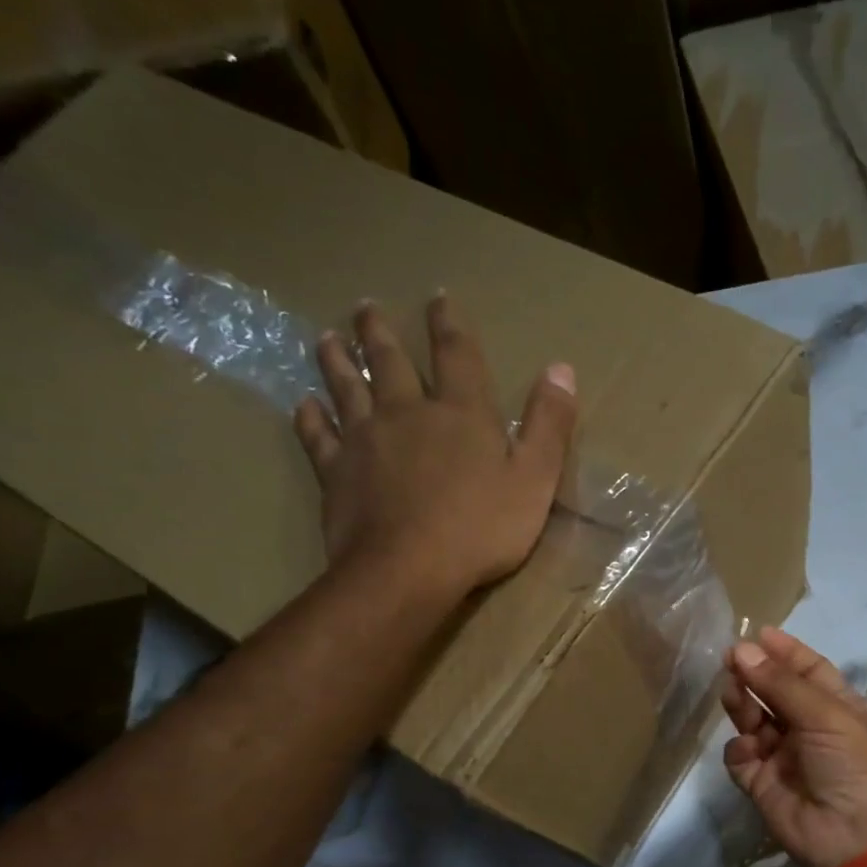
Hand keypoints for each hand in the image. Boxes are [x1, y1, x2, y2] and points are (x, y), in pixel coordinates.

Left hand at [293, 296, 576, 593]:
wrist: (407, 570)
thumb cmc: (481, 528)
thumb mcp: (535, 479)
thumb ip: (548, 425)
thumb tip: (561, 368)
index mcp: (460, 413)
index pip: (456, 355)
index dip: (449, 324)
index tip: (438, 297)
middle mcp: (407, 413)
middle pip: (390, 361)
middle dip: (380, 333)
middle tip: (365, 308)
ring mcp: (365, 440)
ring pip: (346, 387)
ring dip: (337, 360)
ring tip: (327, 338)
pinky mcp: (335, 471)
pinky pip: (318, 435)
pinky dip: (311, 416)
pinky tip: (305, 404)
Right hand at [722, 627, 866, 866]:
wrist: (856, 838)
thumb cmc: (853, 764)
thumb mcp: (825, 715)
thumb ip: (780, 683)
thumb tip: (742, 649)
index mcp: (835, 706)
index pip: (807, 669)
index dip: (783, 650)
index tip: (755, 633)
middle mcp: (808, 726)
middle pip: (773, 691)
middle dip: (754, 674)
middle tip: (730, 660)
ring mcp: (783, 755)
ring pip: (752, 719)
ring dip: (742, 705)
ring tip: (734, 696)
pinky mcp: (761, 782)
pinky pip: (740, 756)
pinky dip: (739, 750)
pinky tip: (749, 750)